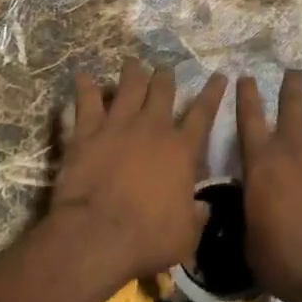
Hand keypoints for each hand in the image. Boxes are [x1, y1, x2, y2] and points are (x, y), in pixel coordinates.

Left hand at [50, 60, 227, 286]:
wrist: (97, 234)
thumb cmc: (148, 239)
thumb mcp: (186, 236)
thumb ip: (196, 217)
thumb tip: (202, 208)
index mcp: (182, 150)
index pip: (203, 113)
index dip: (213, 93)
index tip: (219, 75)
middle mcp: (153, 128)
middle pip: (162, 91)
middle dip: (165, 77)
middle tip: (165, 69)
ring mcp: (119, 125)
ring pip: (129, 87)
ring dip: (132, 72)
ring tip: (133, 62)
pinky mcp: (88, 131)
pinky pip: (87, 101)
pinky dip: (85, 87)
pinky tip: (82, 75)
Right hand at [236, 70, 301, 301]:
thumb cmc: (286, 262)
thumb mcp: (250, 239)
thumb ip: (248, 210)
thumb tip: (248, 203)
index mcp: (261, 161)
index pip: (249, 116)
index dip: (246, 93)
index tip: (245, 76)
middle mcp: (293, 144)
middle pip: (291, 101)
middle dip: (291, 83)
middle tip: (293, 72)